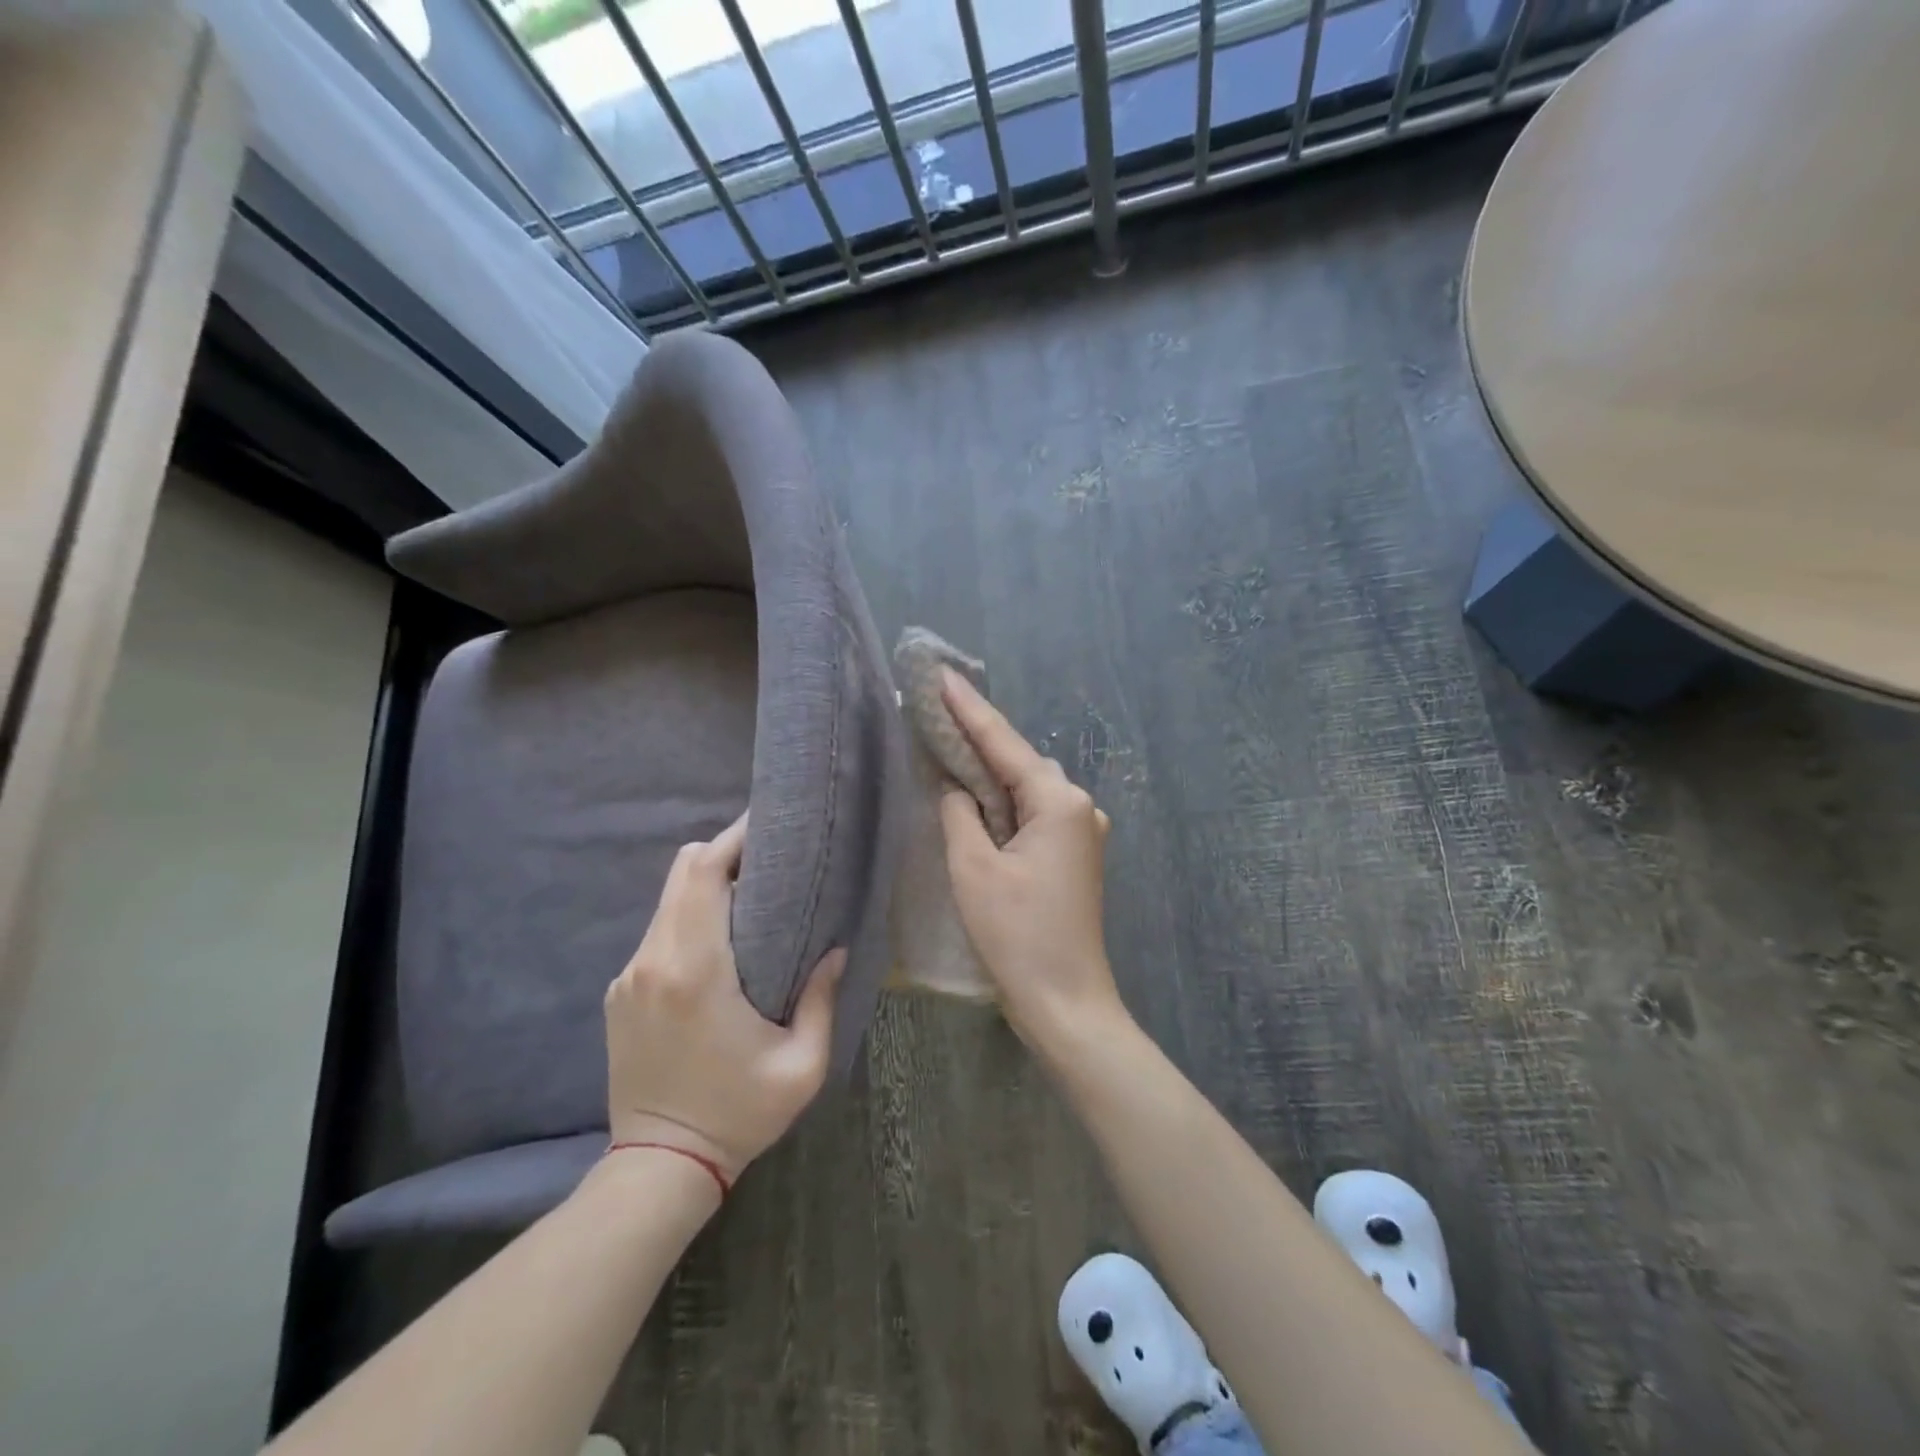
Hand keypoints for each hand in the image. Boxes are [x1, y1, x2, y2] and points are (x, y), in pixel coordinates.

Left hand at [604, 813, 845, 1179]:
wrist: (659, 1167)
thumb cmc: (738, 1114)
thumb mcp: (801, 1065)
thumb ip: (820, 999)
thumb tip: (834, 949)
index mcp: (696, 970)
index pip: (702, 873)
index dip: (734, 839)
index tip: (770, 827)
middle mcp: (653, 961)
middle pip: (681, 873)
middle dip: (725, 852)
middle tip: (769, 859)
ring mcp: (629, 976)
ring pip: (668, 900)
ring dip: (707, 885)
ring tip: (751, 895)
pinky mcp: (620, 992)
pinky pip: (659, 931)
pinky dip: (689, 917)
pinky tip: (719, 940)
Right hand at [936, 670, 1124, 1044]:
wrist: (1067, 1001)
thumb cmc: (1019, 935)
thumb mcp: (975, 869)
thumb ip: (961, 814)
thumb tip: (956, 789)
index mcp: (1060, 802)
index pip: (1005, 743)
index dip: (969, 708)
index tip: (941, 673)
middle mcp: (1080, 806)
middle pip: (1021, 761)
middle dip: (979, 737)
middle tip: (937, 711)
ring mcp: (1083, 831)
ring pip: (1029, 786)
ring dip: (992, 770)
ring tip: (950, 746)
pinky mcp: (1076, 854)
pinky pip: (1035, 812)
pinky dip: (1006, 801)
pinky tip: (980, 795)